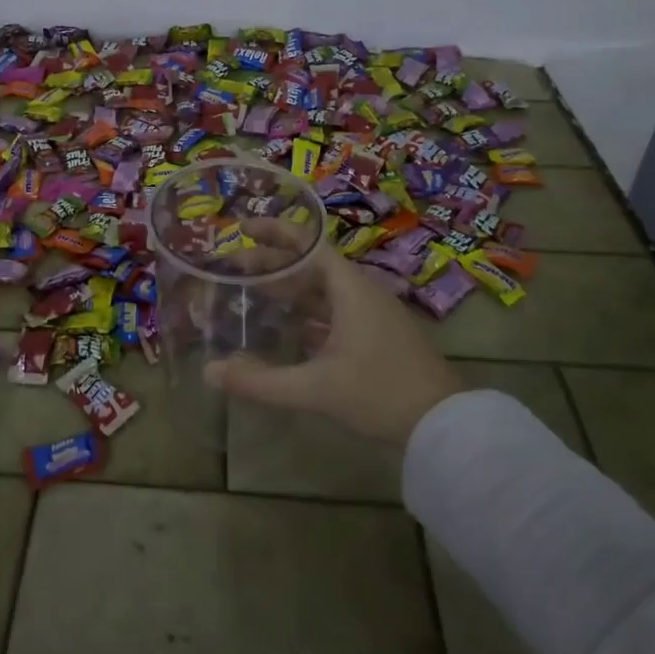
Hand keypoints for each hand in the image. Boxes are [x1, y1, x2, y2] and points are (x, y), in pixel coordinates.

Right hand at [204, 229, 462, 444]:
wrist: (445, 426)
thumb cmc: (381, 394)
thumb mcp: (317, 389)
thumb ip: (262, 382)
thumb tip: (210, 372)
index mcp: (350, 289)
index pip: (307, 244)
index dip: (274, 232)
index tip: (241, 228)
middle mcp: (360, 292)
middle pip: (310, 265)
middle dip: (273, 263)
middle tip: (234, 266)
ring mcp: (371, 314)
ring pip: (322, 290)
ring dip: (289, 288)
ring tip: (253, 292)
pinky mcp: (376, 336)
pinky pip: (333, 311)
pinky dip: (306, 311)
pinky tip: (286, 327)